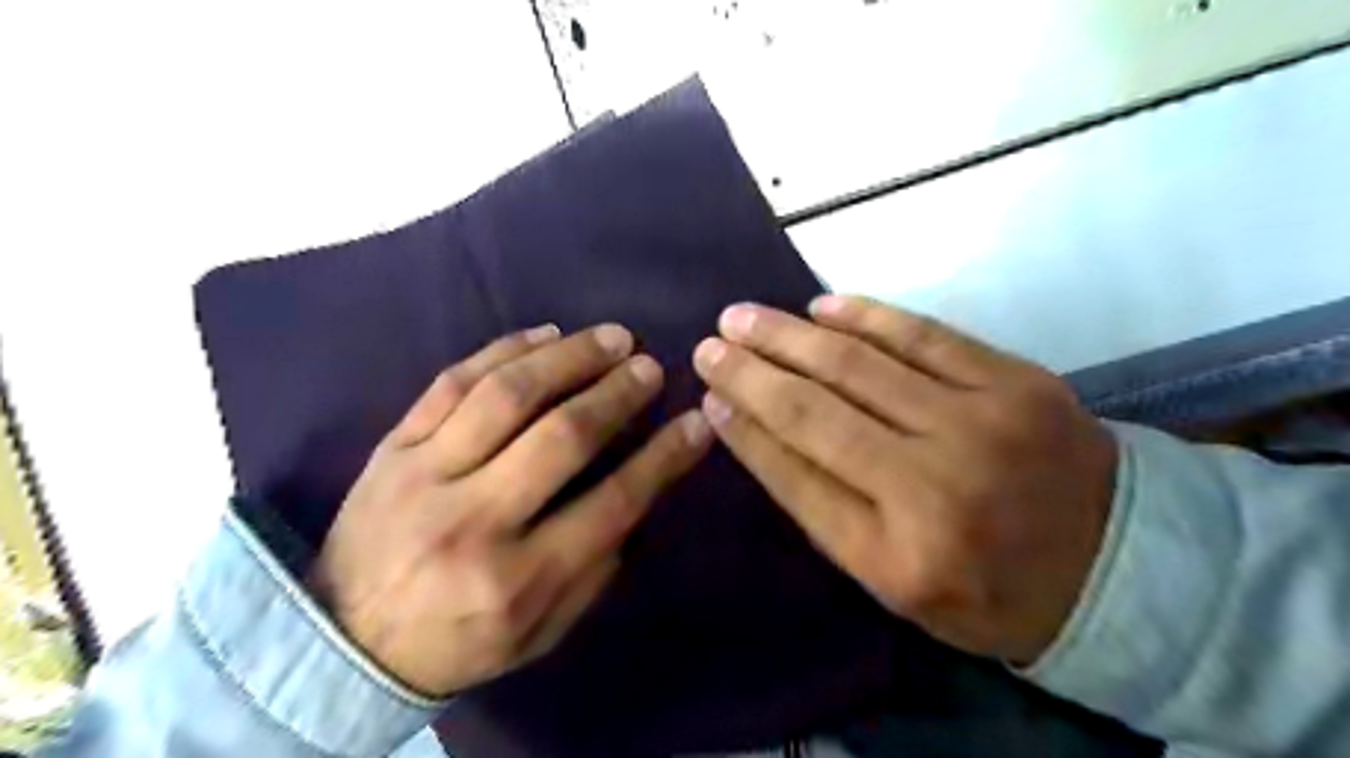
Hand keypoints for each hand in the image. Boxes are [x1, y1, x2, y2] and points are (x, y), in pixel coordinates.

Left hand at [312, 322, 716, 693]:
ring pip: (507, 395)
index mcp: (517, 579)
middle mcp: (474, 520)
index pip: (611, 504)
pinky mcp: (393, 446)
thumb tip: (634, 496)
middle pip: (561, 436)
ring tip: (610, 338)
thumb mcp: (540, 632)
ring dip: (569, 358)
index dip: (662, 458)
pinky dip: (504, 350)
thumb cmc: (457, 642)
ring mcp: (425, 475)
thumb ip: (594, 571)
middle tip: (649, 366)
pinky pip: (452, 382)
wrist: (342, 641)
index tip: (695, 423)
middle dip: (617, 394)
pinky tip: (545, 334)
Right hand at [695, 297, 1118, 662]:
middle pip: (817, 409)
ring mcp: (981, 422)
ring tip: (744, 317)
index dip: (746, 425)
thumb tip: (753, 426)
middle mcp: (933, 485)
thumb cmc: (986, 587)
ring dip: (791, 335)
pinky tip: (821, 306)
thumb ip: (821, 504)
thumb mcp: (892, 579)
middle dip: (752, 369)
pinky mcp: (1016, 380)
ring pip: (860, 364)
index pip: (796, 473)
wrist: (1118, 566)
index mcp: (898, 553)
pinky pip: (924, 335)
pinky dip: (866, 316)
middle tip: (712, 340)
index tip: (708, 390)